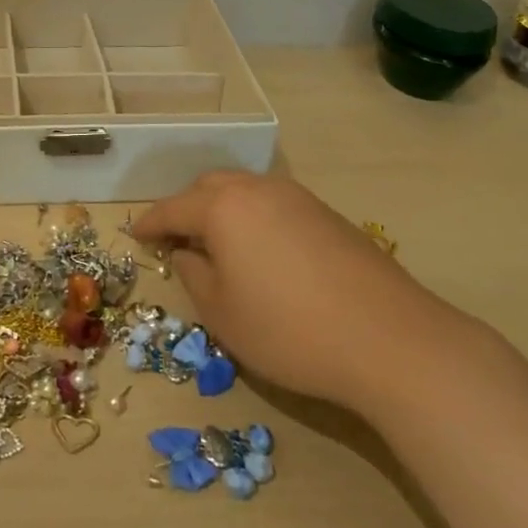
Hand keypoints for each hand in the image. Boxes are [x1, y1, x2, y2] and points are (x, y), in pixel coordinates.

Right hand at [132, 171, 468, 416]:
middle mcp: (258, 190)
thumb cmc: (290, 330)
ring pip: (244, 191)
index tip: (135, 235)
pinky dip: (253, 218)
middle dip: (186, 208)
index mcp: (224, 208)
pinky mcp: (328, 215)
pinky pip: (274, 205)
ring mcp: (298, 198)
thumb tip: (186, 253)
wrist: (392, 340)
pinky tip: (261, 251)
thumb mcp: (223, 314)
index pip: (173, 208)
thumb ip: (194, 276)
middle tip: (176, 239)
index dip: (151, 223)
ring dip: (222, 210)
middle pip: (209, 187)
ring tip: (217, 244)